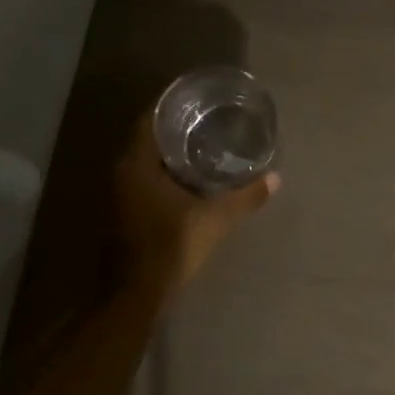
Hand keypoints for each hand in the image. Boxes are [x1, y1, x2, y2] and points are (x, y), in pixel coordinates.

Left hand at [111, 112, 277, 290]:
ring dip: (170, 151)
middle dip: (176, 127)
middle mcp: (121, 173)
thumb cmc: (171, 248)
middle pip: (148, 138)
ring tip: (204, 143)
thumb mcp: (215, 220)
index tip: (197, 98)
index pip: (150, 119)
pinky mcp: (122, 212)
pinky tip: (189, 177)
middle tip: (208, 118)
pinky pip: (144, 178)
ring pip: (145, 160)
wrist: (135, 296)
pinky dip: (164, 172)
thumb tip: (276, 178)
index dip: (172, 105)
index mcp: (136, 164)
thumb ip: (245, 197)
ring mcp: (118, 194)